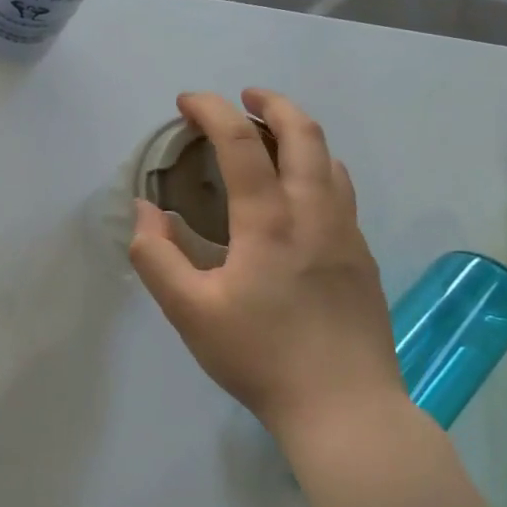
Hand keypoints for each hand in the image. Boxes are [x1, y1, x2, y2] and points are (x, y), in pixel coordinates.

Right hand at [129, 90, 401, 440]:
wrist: (345, 408)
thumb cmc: (259, 357)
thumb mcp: (188, 312)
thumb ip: (156, 256)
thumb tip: (146, 210)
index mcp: (269, 222)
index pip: (240, 144)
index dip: (211, 111)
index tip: (187, 102)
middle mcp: (315, 214)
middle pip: (304, 134)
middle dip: (272, 103)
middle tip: (243, 97)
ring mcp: (346, 234)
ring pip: (330, 160)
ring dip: (299, 133)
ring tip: (270, 136)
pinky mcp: (361, 257)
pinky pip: (341, 191)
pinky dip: (316, 167)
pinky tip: (298, 191)